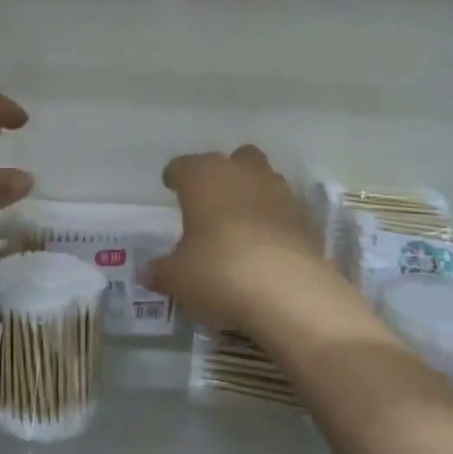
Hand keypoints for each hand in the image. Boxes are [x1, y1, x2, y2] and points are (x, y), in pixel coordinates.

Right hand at [142, 145, 326, 331]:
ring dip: (250, 193)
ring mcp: (279, 192)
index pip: (182, 166)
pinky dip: (272, 220)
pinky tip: (263, 244)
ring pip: (261, 179)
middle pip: (231, 160)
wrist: (290, 293)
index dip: (175, 177)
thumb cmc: (219, 271)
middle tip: (208, 201)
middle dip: (221, 175)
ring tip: (237, 222)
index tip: (170, 186)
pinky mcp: (305, 218)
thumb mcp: (178, 277)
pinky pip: (282, 209)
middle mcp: (242, 173)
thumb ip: (161, 271)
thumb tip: (147, 273)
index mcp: (204, 177)